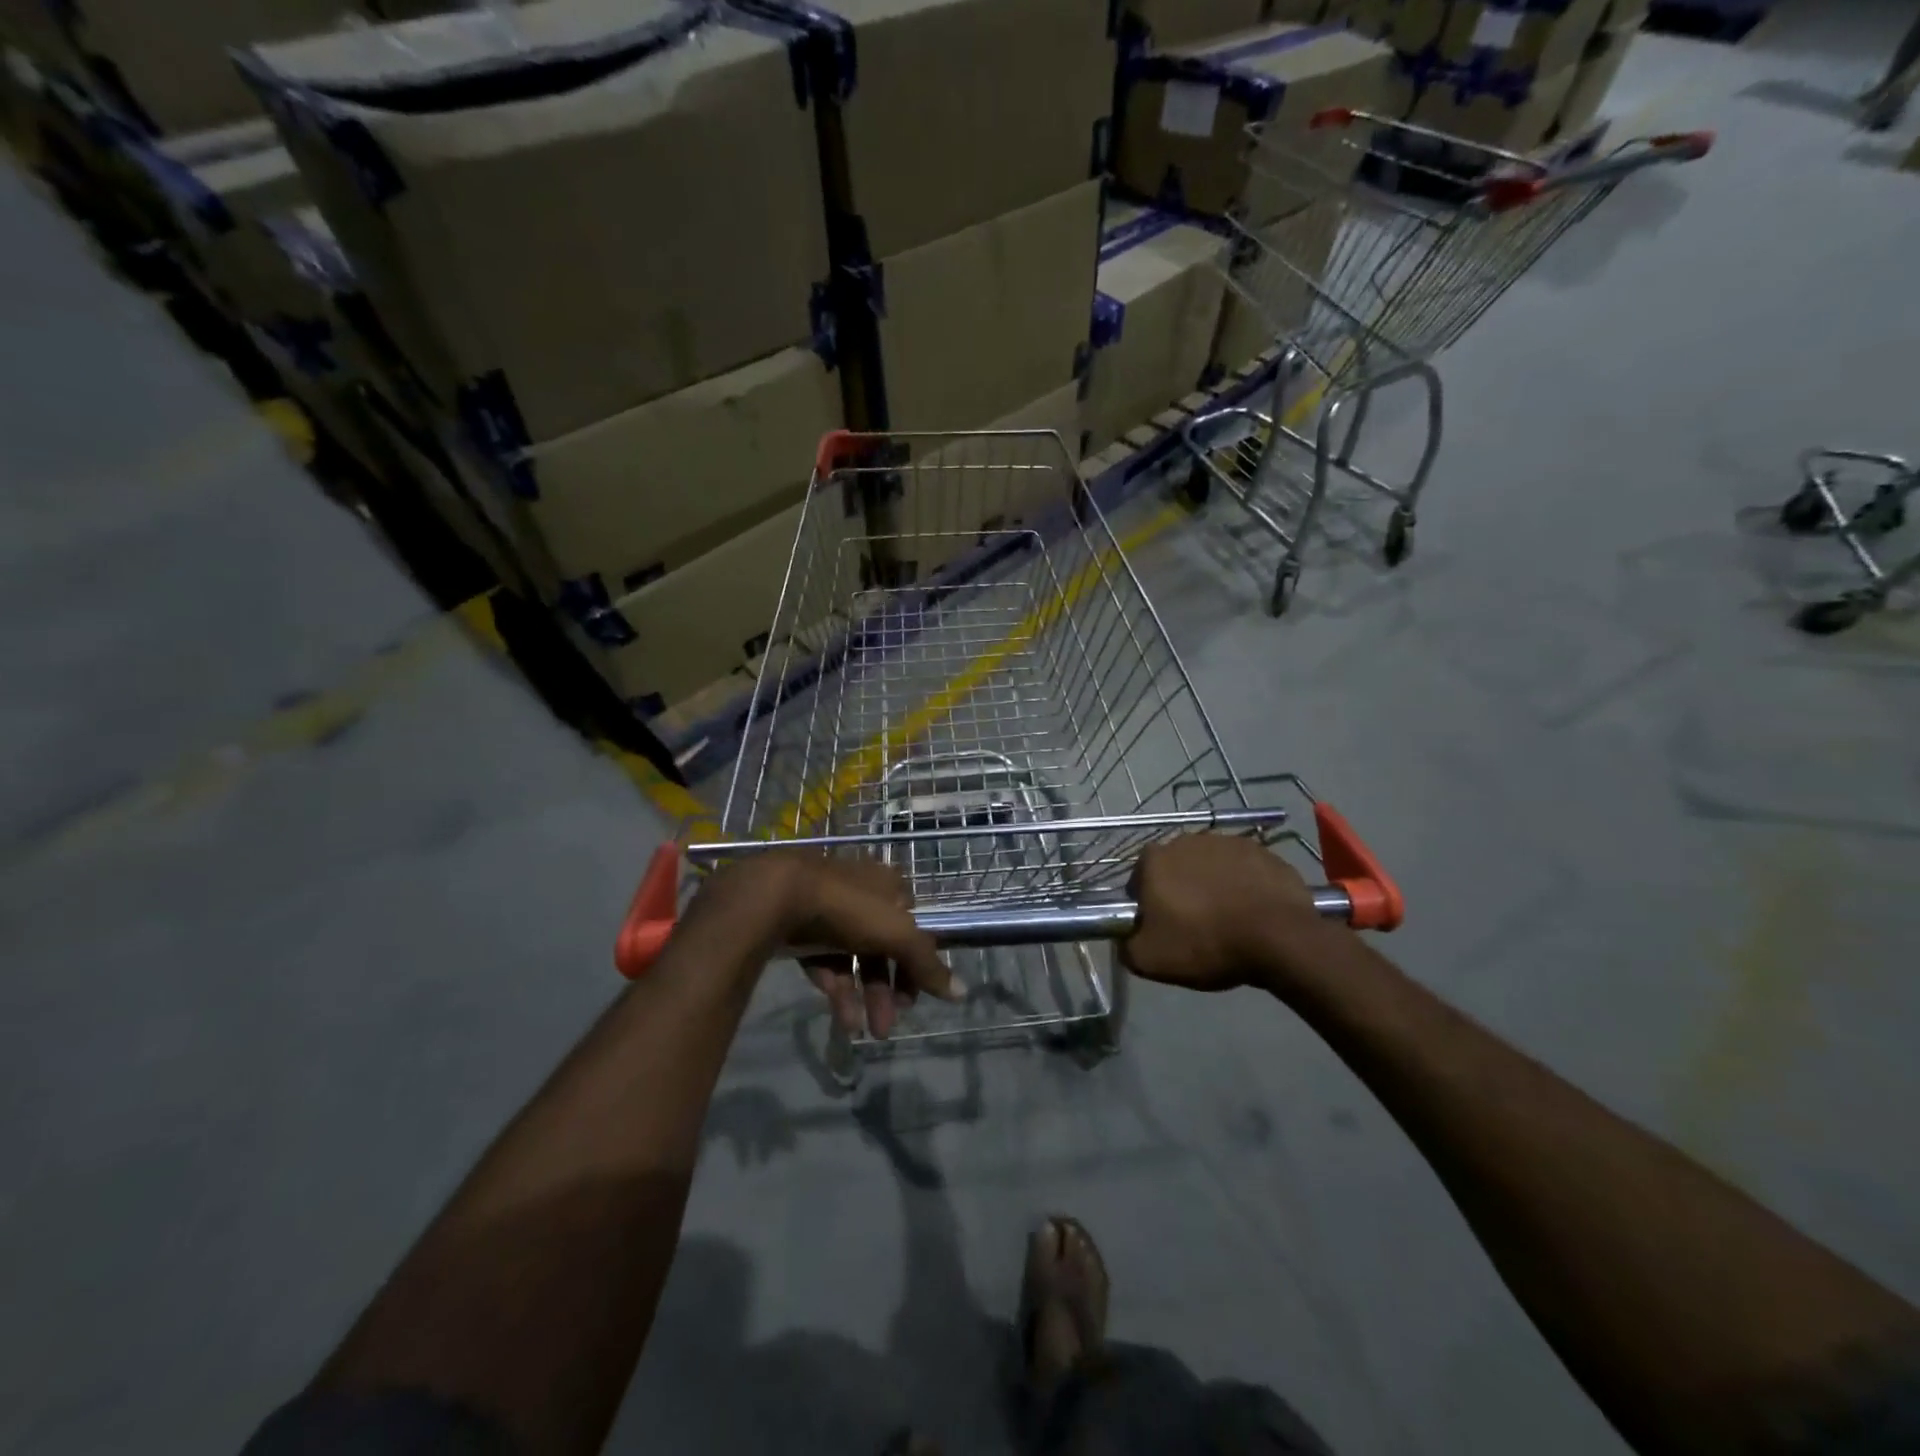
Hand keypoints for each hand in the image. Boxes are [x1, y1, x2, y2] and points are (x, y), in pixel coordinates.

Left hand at [697, 852, 963, 1038]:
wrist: (775, 897)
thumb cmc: (847, 908)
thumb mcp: (897, 934)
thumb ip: (928, 964)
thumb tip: (963, 993)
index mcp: (888, 885)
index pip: (913, 927)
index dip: (917, 962)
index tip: (916, 997)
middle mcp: (861, 895)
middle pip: (883, 948)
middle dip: (888, 989)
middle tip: (888, 1026)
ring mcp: (828, 912)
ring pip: (853, 959)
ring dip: (863, 996)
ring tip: (862, 1032)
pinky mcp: (800, 930)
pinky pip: (824, 964)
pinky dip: (835, 990)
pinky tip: (841, 1019)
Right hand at [1120, 834, 1324, 992]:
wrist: (1279, 938)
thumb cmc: (1207, 943)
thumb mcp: (1150, 960)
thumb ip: (1125, 945)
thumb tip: (1124, 937)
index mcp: (1155, 859)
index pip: (1139, 880)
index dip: (1147, 905)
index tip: (1162, 928)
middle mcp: (1187, 840)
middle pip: (1175, 869)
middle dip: (1180, 892)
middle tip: (1195, 926)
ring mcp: (1228, 842)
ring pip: (1210, 868)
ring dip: (1213, 887)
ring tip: (1228, 920)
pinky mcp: (1262, 852)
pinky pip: (1244, 870)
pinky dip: (1244, 886)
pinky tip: (1253, 912)